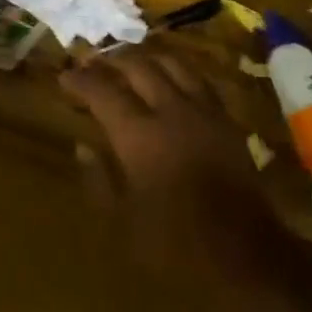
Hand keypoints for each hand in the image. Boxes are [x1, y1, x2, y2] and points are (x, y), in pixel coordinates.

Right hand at [60, 46, 280, 284]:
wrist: (245, 254)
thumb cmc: (175, 246)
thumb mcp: (122, 223)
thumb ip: (99, 179)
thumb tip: (83, 147)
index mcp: (139, 135)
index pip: (103, 91)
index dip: (81, 81)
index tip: (65, 78)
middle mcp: (171, 111)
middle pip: (138, 66)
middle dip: (111, 61)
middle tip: (93, 65)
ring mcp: (203, 111)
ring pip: (172, 63)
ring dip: (146, 58)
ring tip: (130, 63)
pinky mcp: (226, 119)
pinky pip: (199, 79)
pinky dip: (177, 71)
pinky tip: (171, 79)